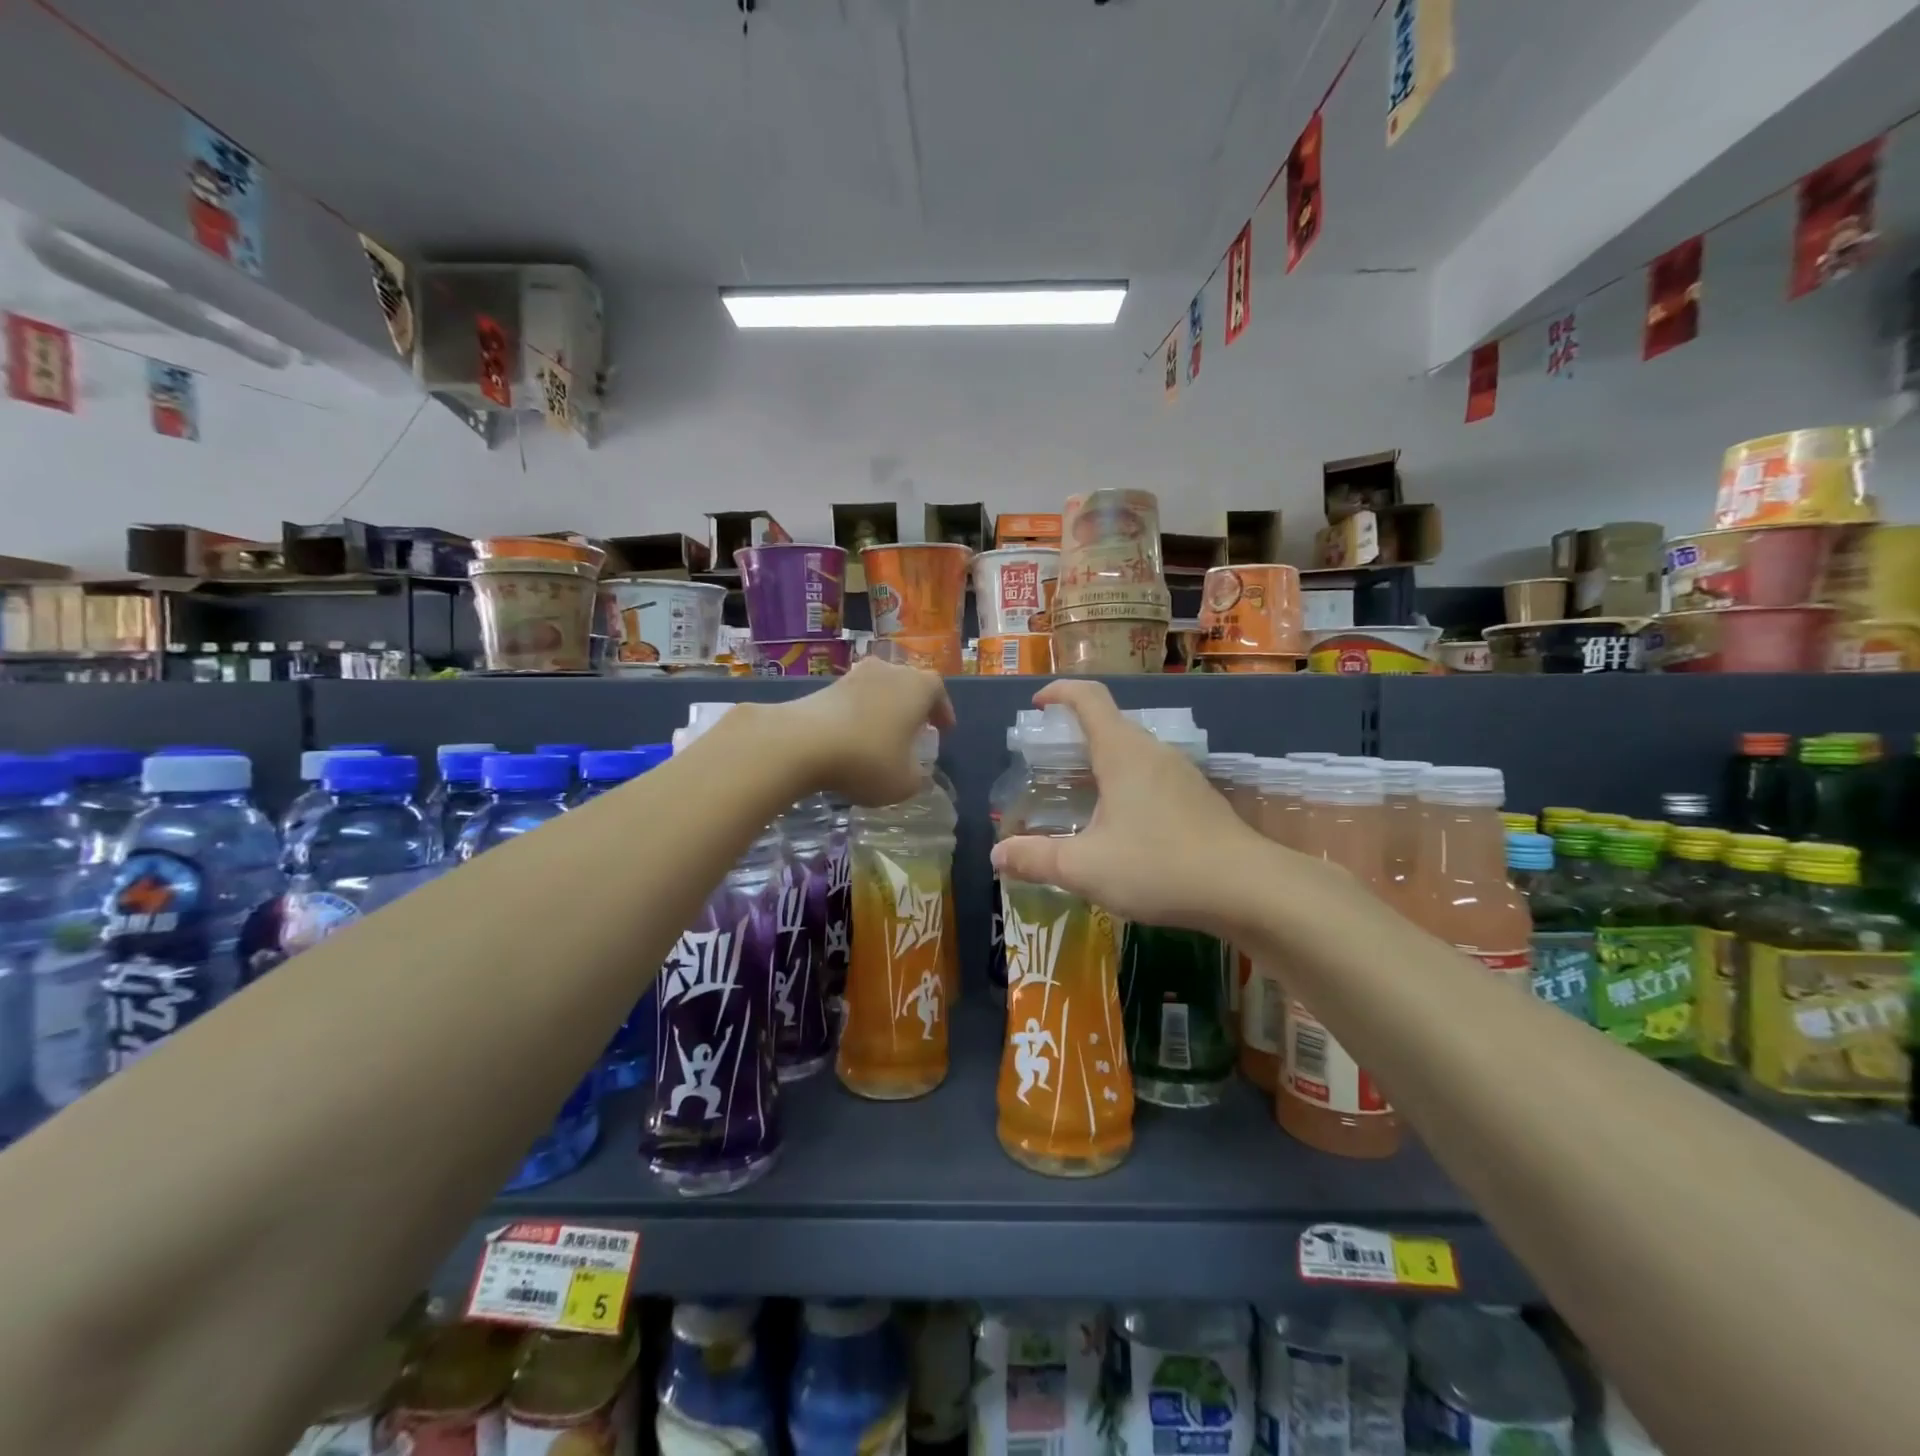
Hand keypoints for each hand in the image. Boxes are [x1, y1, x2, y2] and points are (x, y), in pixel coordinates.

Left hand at [778, 658, 954, 804]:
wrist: (803, 743)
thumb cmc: (868, 759)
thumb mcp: (904, 782)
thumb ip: (916, 777)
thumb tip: (913, 773)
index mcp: (918, 687)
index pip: (938, 692)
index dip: (942, 712)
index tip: (943, 730)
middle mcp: (889, 671)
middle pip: (907, 685)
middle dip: (912, 707)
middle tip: (914, 730)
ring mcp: (854, 675)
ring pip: (878, 690)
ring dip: (882, 710)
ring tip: (881, 736)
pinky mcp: (824, 686)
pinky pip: (852, 700)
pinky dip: (857, 715)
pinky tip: (852, 739)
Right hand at [989, 680, 1261, 933]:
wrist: (1247, 888)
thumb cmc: (1159, 866)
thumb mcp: (1085, 867)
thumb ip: (1037, 859)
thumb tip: (997, 855)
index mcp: (1122, 753)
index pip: (1088, 698)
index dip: (1059, 692)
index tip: (1037, 705)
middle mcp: (1153, 751)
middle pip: (1110, 724)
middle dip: (1075, 735)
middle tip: (1048, 764)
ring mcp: (1181, 773)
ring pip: (1133, 753)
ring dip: (1102, 763)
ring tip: (1080, 797)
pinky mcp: (1198, 798)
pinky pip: (1152, 776)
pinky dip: (1126, 785)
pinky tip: (1122, 826)